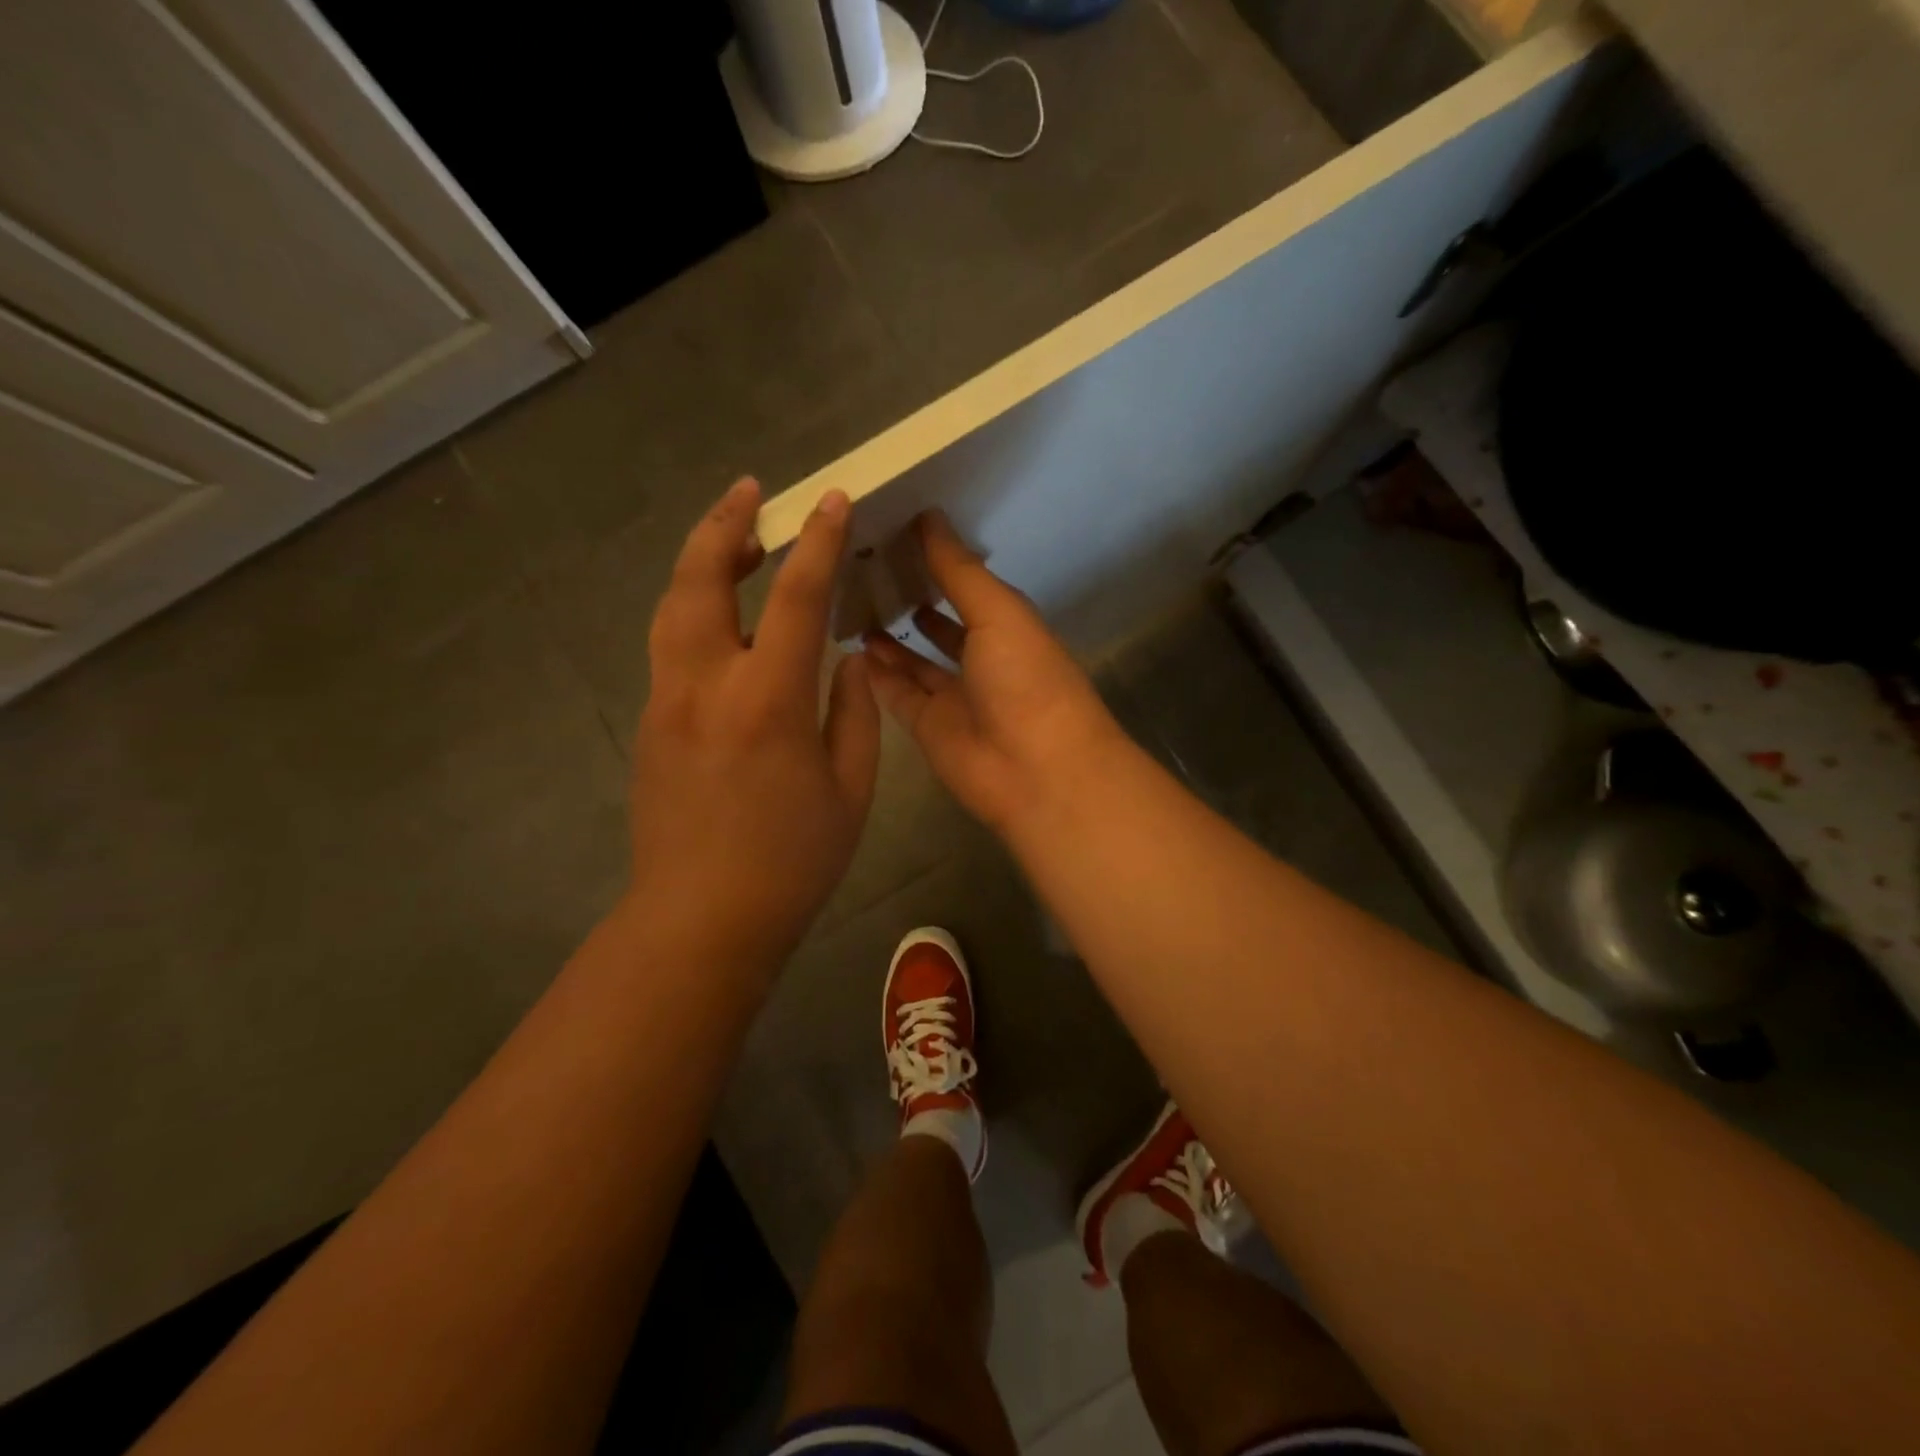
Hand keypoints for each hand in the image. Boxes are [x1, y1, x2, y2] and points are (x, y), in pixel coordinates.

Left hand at [628, 479, 878, 975]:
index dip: (817, 542)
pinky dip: (695, 610)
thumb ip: (856, 714)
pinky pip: (671, 647)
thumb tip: (850, 662)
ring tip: (732, 540)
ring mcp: (668, 702)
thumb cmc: (791, 861)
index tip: (832, 500)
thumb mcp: (851, 791)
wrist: (701, 920)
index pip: (794, 597)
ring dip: (701, 562)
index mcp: (767, 701)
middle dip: (725, 525)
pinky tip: (721, 617)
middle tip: (750, 491)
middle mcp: (706, 685)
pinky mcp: (651, 725)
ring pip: (672, 608)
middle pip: (701, 580)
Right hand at [864, 511, 1125, 832]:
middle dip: (906, 599)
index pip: (964, 586)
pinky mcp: (928, 728)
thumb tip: (928, 516)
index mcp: (1006, 626)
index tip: (891, 529)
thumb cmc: (1027, 679)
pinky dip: (876, 674)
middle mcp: (980, 660)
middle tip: (859, 567)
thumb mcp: (999, 612)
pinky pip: (896, 695)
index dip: (934, 560)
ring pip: (913, 661)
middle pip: (937, 624)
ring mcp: (953, 697)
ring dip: (887, 637)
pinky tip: (849, 645)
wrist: (1037, 771)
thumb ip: (959, 570)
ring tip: (847, 602)